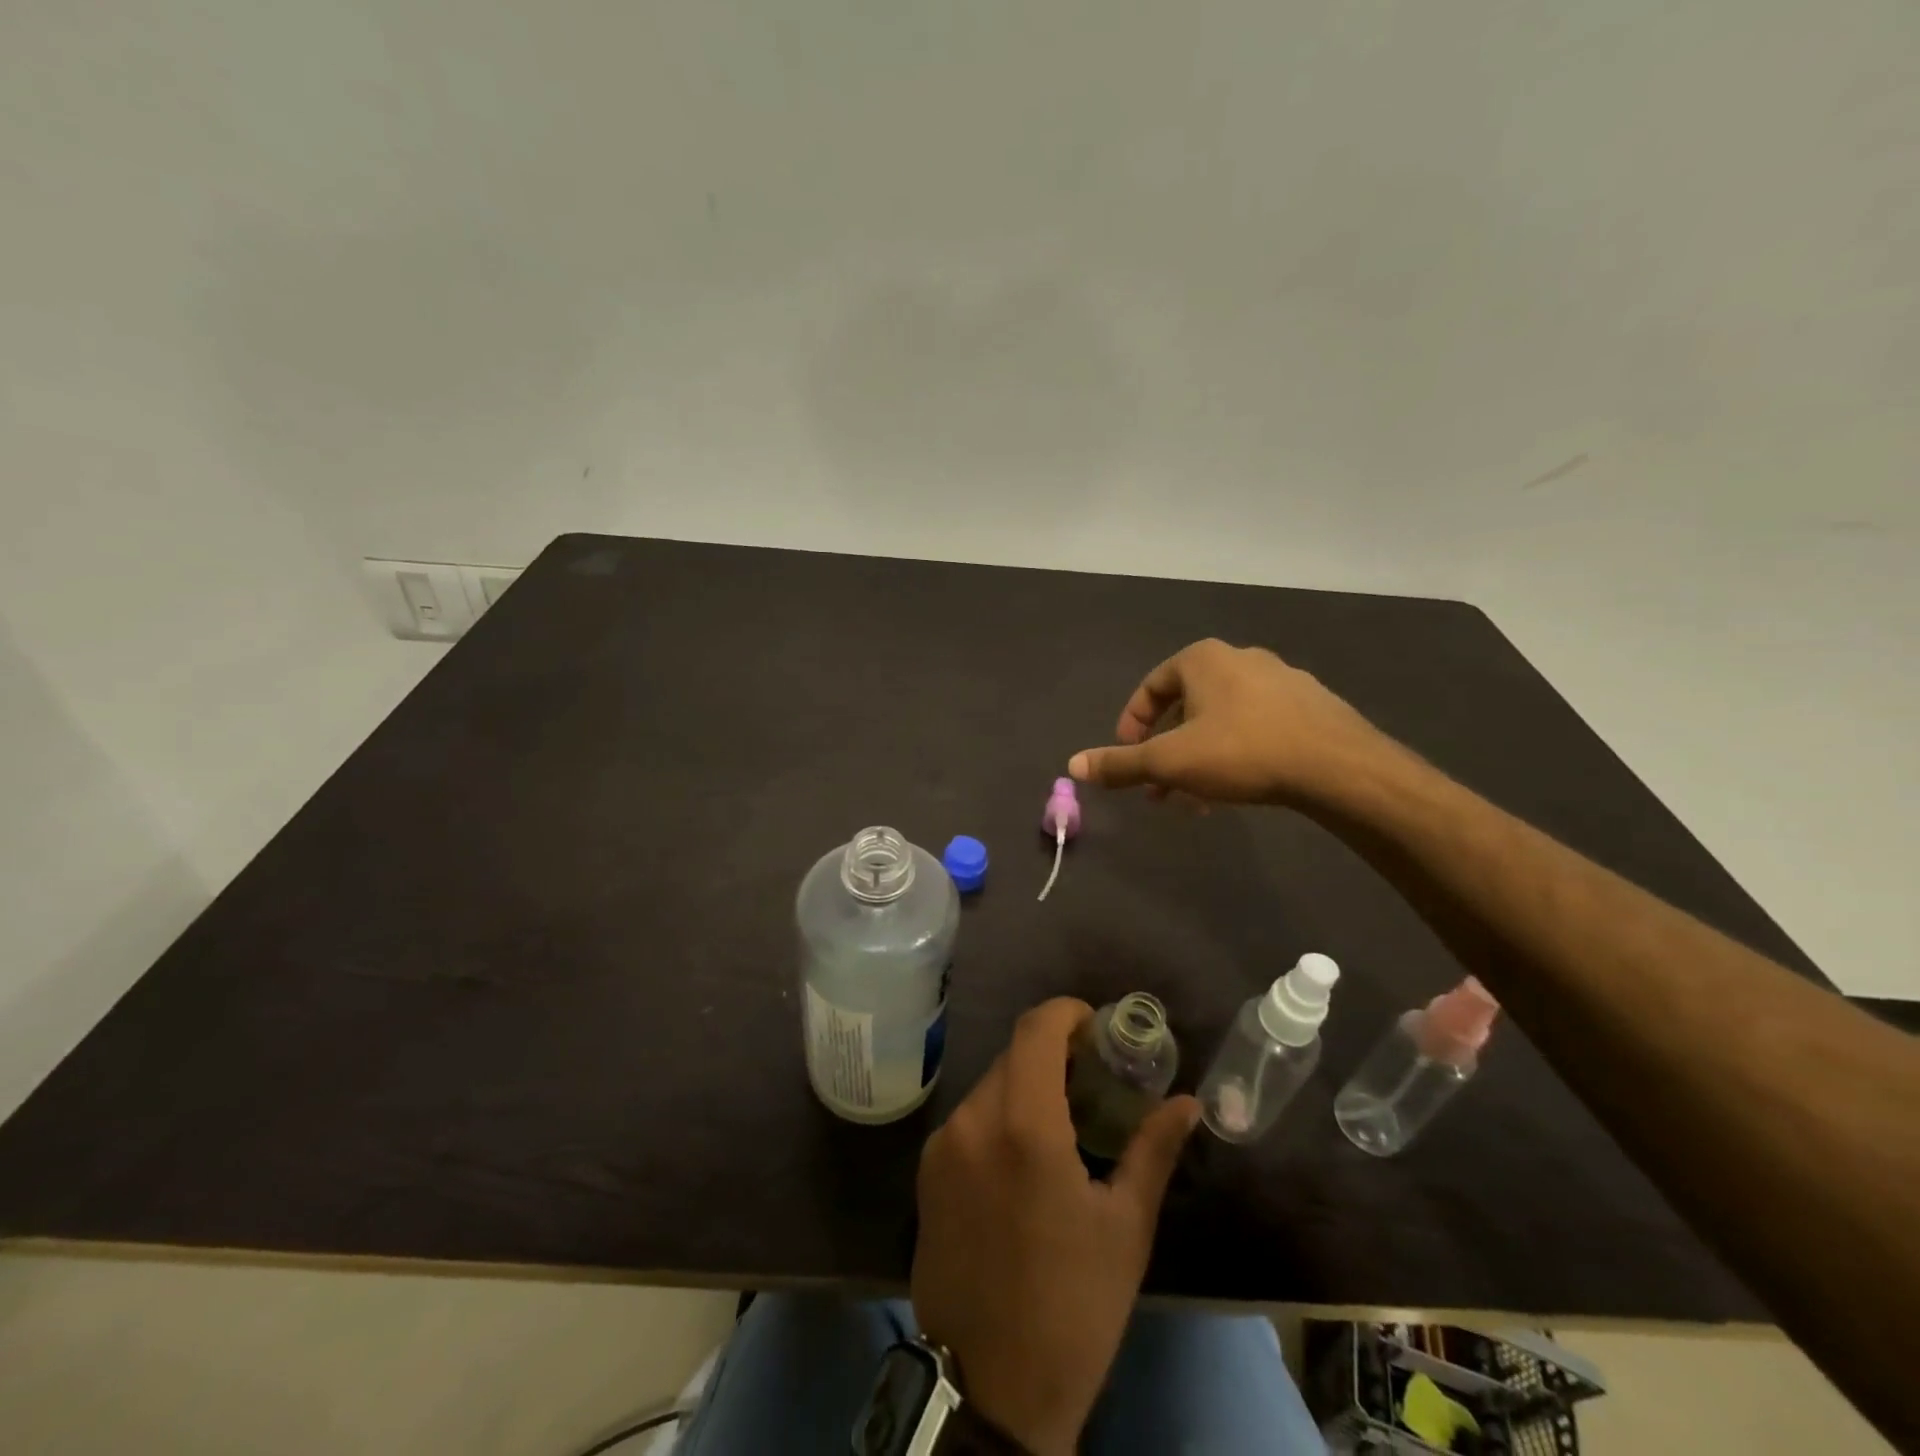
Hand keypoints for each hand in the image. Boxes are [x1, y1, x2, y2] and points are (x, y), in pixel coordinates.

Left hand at [912, 999, 1198, 1455]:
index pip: (1036, 1029)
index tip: (1096, 1028)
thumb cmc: (1072, 1307)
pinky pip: (970, 1119)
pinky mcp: (926, 1172)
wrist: (988, 1390)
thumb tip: (1187, 1103)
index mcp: (1023, 1124)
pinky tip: (1024, 1158)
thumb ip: (1153, 1150)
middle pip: (1014, 1055)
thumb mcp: (1125, 1228)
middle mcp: (973, 1119)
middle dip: (1054, 1054)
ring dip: (1027, 1086)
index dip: (1067, 1013)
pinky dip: (1000, 1115)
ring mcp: (942, 1145)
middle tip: (1093, 1079)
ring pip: (991, 1085)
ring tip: (1065, 1123)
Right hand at [1067, 638, 1388, 806]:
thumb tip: (1072, 764)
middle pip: (1186, 706)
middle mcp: (1240, 659)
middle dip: (1166, 750)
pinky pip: (1256, 727)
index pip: (1151, 686)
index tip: (1129, 758)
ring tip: (1193, 799)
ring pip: (1221, 720)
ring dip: (1198, 757)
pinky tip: (1235, 790)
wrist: (1338, 767)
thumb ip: (1120, 764)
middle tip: (1158, 787)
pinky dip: (1234, 754)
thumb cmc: (1242, 752)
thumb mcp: (1170, 762)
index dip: (1131, 724)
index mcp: (1203, 659)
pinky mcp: (1311, 706)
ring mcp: (1281, 680)